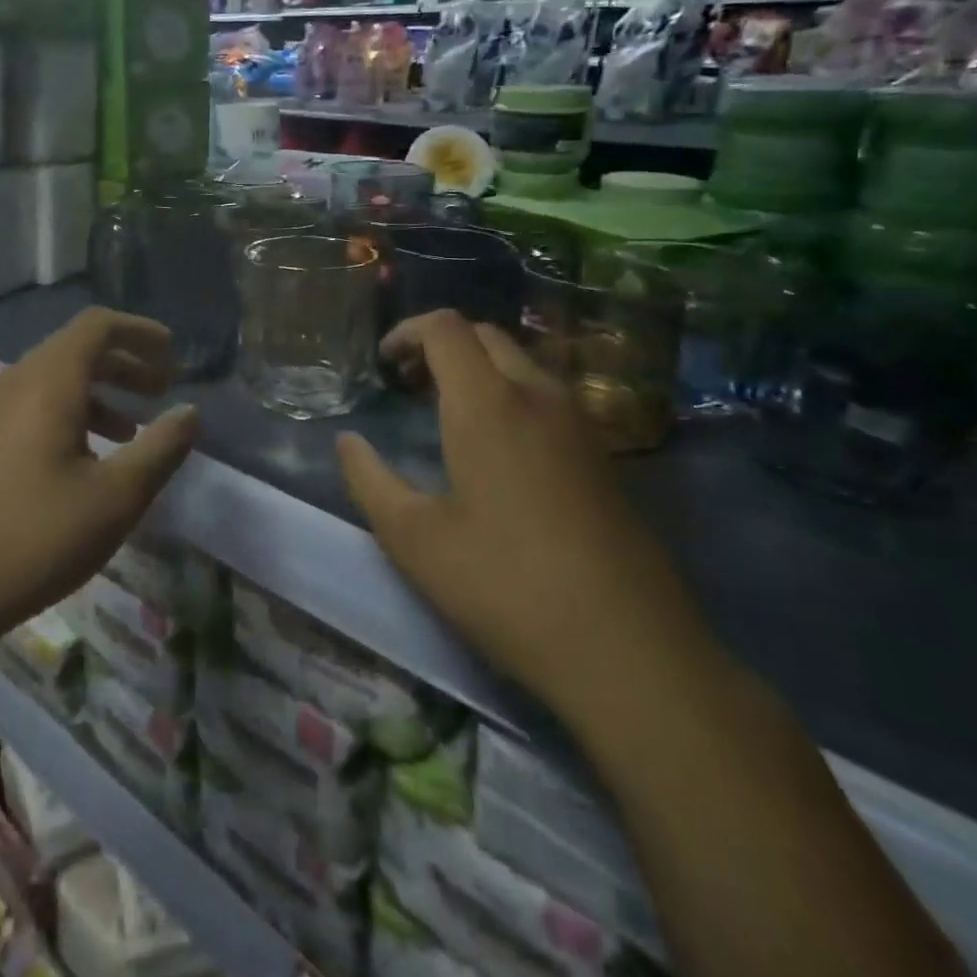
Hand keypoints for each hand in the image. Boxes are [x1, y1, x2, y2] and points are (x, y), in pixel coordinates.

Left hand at [0, 308, 199, 651]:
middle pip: (78, 348)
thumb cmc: (35, 537)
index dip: (140, 331)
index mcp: (49, 382)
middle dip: (126, 362)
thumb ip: (160, 449)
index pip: (98, 326)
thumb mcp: (115, 498)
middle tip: (163, 389)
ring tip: (135, 427)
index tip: (174, 355)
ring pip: (57, 378)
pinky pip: (37, 404)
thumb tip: (190, 412)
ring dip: (101, 390)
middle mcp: (18, 383)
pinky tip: (91, 456)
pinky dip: (74, 412)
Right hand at [337, 310, 712, 719]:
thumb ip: (369, 479)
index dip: (407, 332)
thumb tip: (348, 441)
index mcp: (487, 404)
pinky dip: (509, 393)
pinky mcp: (602, 454)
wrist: (628, 648)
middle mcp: (538, 396)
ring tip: (446, 412)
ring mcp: (579, 423)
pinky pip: (546, 394)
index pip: (446, 328)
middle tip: (409, 384)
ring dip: (477, 368)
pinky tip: (496, 447)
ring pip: (521, 362)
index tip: (383, 364)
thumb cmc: (505, 585)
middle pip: (485, 335)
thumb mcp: (414, 538)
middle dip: (440, 345)